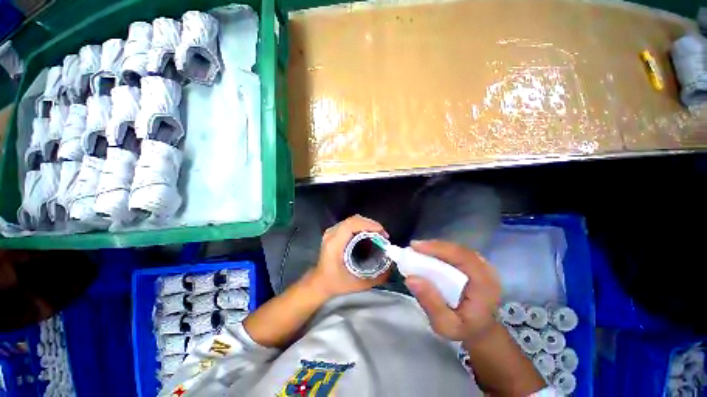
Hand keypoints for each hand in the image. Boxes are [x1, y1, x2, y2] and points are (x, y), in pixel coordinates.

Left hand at [310, 215, 389, 298]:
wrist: (319, 283)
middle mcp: (332, 233)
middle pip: (353, 219)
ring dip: (367, 224)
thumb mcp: (358, 284)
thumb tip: (392, 268)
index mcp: (335, 243)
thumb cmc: (336, 283)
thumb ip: (377, 278)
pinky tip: (368, 234)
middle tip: (383, 235)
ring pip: (352, 220)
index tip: (382, 232)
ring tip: (378, 234)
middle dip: (371, 224)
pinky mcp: (333, 232)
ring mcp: (331, 231)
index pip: (352, 225)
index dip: (369, 225)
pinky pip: (350, 223)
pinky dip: (361, 226)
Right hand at [405, 240, 500, 342]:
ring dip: (436, 248)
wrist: (481, 330)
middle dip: (434, 246)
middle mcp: (486, 271)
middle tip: (413, 248)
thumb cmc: (464, 329)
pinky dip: (440, 251)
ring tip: (417, 250)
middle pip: (458, 250)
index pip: (462, 257)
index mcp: (485, 285)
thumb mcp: (445, 325)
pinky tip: (428, 254)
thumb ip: (430, 303)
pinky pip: (456, 252)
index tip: (415, 247)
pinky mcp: (475, 264)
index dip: (438, 248)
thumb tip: (410, 278)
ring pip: (456, 249)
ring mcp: (482, 266)